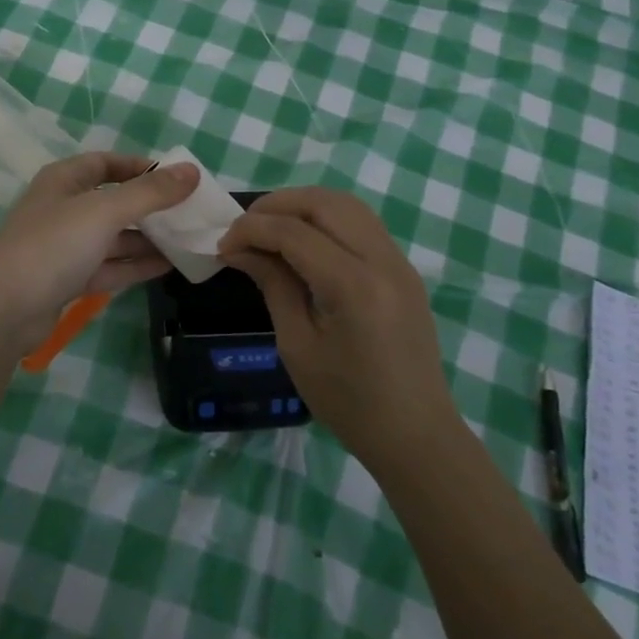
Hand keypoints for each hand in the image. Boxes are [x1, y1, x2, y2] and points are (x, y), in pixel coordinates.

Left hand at [0, 154, 199, 354]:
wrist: (3, 310)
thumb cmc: (52, 245)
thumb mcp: (104, 211)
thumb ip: (150, 193)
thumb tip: (192, 170)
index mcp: (64, 181)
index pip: (106, 163)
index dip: (140, 167)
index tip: (176, 177)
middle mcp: (64, 209)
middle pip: (114, 201)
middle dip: (150, 207)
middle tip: (191, 213)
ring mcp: (65, 247)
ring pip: (114, 237)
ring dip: (148, 239)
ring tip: (189, 242)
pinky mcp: (68, 280)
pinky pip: (110, 266)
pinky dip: (136, 266)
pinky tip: (169, 267)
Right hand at [219, 188, 453, 471]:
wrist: (416, 435)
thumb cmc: (349, 402)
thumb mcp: (298, 346)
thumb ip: (273, 286)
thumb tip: (240, 249)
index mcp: (354, 286)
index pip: (294, 232)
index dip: (252, 230)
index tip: (222, 244)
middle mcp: (382, 260)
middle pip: (324, 203)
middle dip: (277, 205)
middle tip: (244, 227)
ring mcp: (399, 262)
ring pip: (347, 205)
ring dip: (303, 206)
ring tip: (270, 227)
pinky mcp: (403, 269)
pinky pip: (362, 223)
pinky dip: (327, 219)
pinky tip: (304, 241)